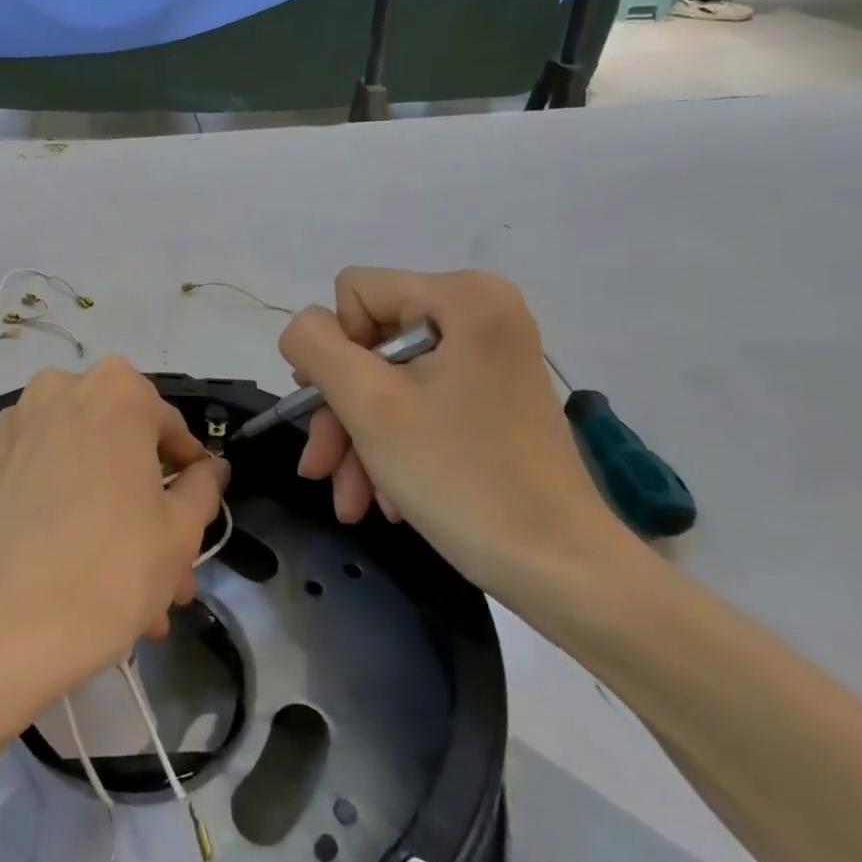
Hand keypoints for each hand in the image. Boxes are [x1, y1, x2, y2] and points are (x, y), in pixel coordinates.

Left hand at [0, 359, 227, 716]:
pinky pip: (31, 478)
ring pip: (74, 463)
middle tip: (163, 563)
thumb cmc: (111, 569)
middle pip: (116, 444)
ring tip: (118, 582)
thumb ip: (203, 487)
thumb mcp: (180, 532)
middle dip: (142, 501)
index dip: (187, 470)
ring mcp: (11, 427)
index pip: (167, 424)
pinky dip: (52, 507)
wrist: (2, 629)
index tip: (194, 510)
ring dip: (101, 508)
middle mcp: (58, 391)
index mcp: (115, 392)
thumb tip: (210, 468)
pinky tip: (61, 560)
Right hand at [278, 268, 624, 610]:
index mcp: (464, 297)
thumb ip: (316, 347)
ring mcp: (488, 359)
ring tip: (350, 500)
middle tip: (321, 468)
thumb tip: (301, 328)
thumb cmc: (461, 476)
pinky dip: (393, 448)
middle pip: (370, 342)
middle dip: (340, 410)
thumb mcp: (368, 404)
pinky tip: (384, 499)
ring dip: (359, 439)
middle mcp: (482, 314)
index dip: (335, 349)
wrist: (560, 569)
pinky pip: (420, 404)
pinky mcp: (490, 398)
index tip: (343, 408)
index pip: (356, 292)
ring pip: (388, 380)